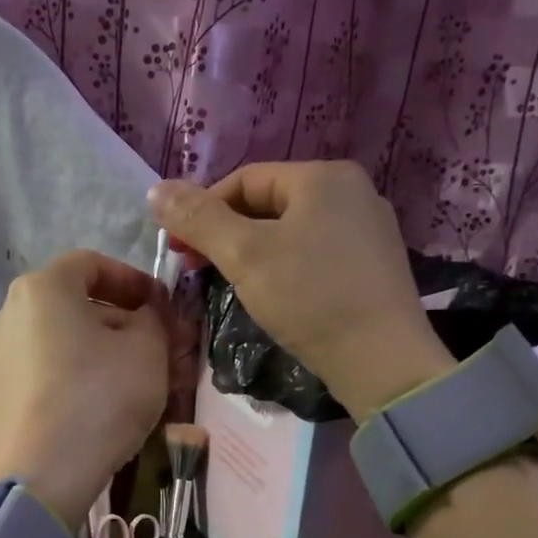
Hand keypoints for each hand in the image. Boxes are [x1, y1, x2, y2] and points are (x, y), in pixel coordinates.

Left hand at [0, 250, 170, 529]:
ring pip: (58, 339)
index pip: (92, 264)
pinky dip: (71, 375)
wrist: (37, 478)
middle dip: (118, 319)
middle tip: (153, 346)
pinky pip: (41, 371)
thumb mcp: (147, 351)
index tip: (161, 306)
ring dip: (96, 349)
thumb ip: (153, 320)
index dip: (133, 279)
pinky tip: (95, 405)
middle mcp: (8, 313)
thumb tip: (145, 316)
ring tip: (128, 380)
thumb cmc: (97, 399)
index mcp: (42, 288)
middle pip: (72, 303)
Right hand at [150, 162, 453, 421]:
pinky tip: (276, 295)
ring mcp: (368, 227)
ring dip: (253, 251)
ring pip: (291, 229)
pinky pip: (315, 252)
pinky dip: (285, 266)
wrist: (382, 361)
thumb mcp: (244, 255)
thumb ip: (198, 219)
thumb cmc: (309, 297)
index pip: (244, 180)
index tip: (180, 250)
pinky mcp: (373, 264)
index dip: (203, 210)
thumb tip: (156, 190)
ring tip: (233, 284)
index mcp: (323, 176)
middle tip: (200, 270)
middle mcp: (352, 190)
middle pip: (269, 203)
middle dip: (227, 233)